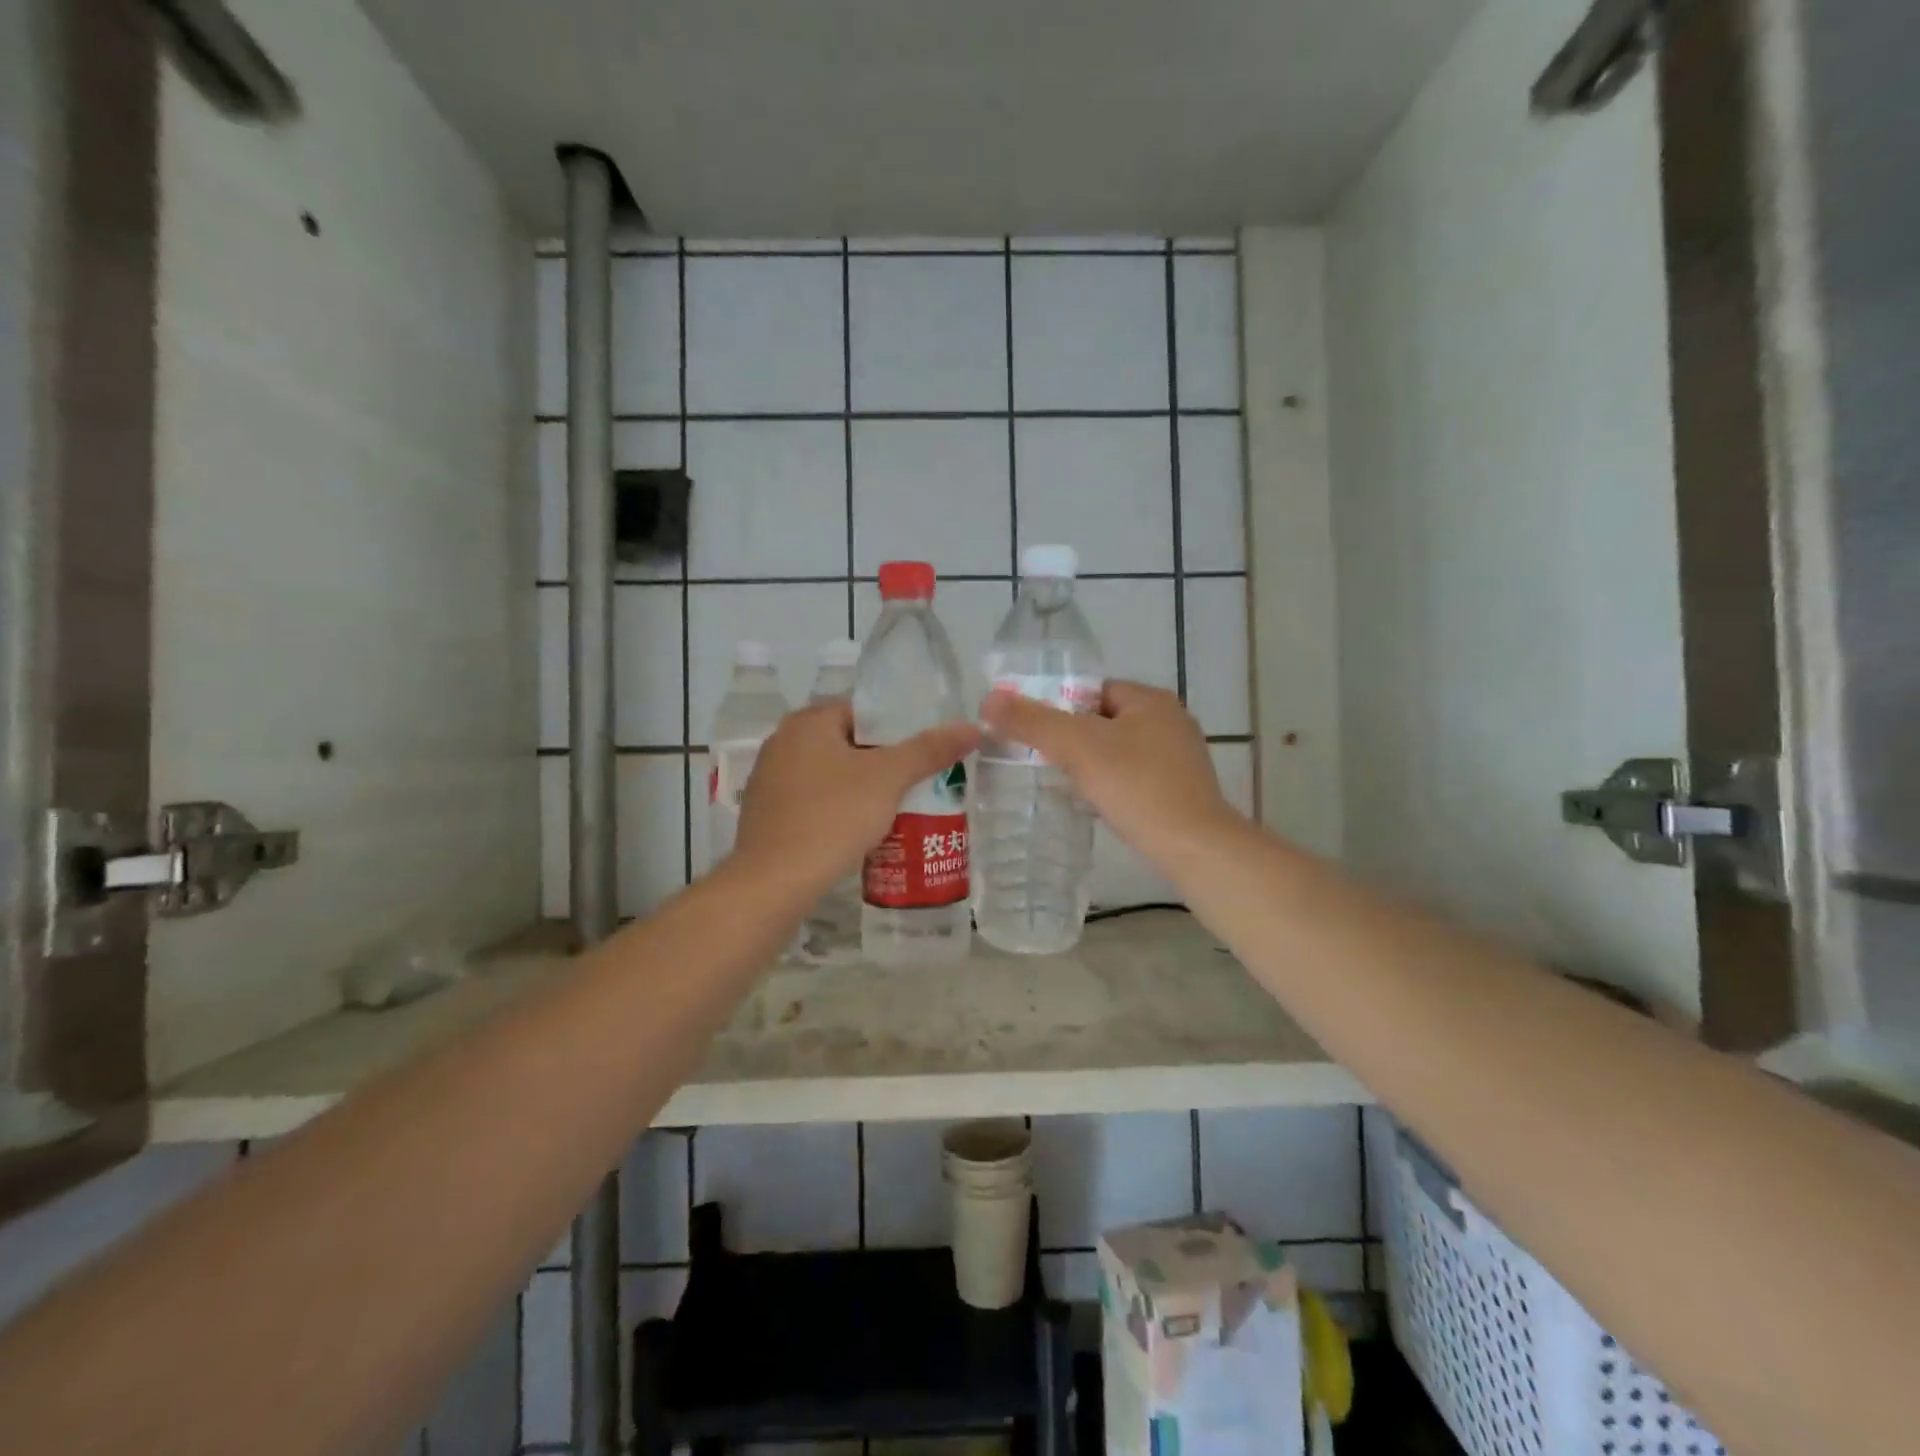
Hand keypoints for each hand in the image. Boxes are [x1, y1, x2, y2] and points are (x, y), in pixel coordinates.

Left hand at [734, 701, 979, 894]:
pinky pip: (813, 801)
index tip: (922, 754)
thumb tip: (973, 727)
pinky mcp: (767, 814)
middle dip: (881, 762)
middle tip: (916, 783)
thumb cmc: (833, 816)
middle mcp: (783, 742)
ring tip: (896, 809)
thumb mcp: (888, 779)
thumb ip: (929, 750)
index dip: (896, 730)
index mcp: (808, 721)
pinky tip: (859, 832)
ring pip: (830, 774)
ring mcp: (770, 779)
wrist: (774, 881)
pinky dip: (837, 809)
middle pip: (847, 743)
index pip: (862, 711)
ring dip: (860, 788)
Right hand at [980, 680, 1239, 866]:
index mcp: (1150, 700)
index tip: (1032, 731)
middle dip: (1072, 737)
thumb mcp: (1077, 747)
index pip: (1093, 689)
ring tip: (1060, 783)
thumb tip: (989, 698)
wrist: (1194, 847)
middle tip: (1039, 759)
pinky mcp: (1181, 790)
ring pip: (1118, 751)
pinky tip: (1094, 804)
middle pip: (1104, 720)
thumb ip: (1033, 722)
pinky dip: (1112, 785)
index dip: (1059, 706)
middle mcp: (1170, 721)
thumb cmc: (1137, 787)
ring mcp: (1180, 757)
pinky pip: (1134, 777)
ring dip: (1090, 764)